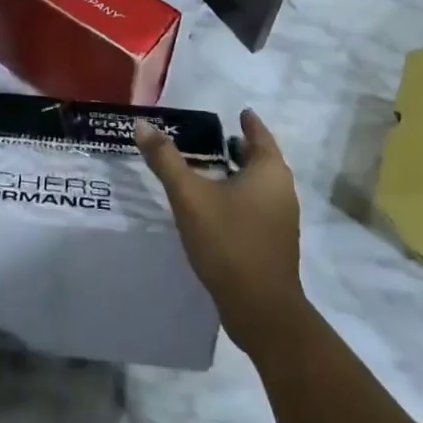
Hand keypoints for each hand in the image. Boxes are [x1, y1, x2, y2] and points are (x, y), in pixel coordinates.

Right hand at [136, 108, 307, 356]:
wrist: (261, 311)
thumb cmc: (228, 242)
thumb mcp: (190, 196)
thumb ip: (166, 160)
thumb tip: (141, 124)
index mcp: (269, 171)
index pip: (259, 135)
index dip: (248, 122)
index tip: (238, 111)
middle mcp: (282, 190)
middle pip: (261, 160)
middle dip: (240, 148)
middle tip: (213, 138)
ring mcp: (281, 220)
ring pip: (259, 186)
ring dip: (238, 174)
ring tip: (209, 169)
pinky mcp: (274, 243)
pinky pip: (256, 207)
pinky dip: (239, 197)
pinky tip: (215, 205)